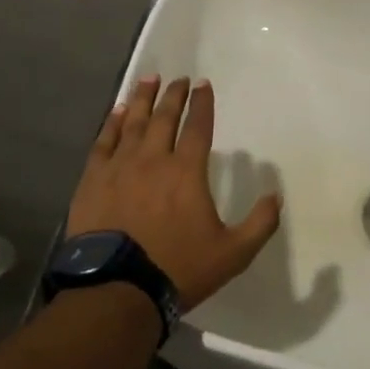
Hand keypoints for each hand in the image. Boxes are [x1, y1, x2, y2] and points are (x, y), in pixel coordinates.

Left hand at [66, 75, 282, 309]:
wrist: (117, 290)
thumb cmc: (178, 268)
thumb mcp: (233, 253)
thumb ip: (259, 223)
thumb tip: (276, 195)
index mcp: (187, 172)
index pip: (198, 127)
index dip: (202, 104)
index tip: (203, 84)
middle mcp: (153, 159)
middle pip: (164, 117)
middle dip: (174, 95)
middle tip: (178, 78)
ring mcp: (120, 167)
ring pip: (133, 122)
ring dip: (142, 99)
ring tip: (148, 80)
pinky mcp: (93, 180)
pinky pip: (104, 142)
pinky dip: (112, 123)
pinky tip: (117, 112)